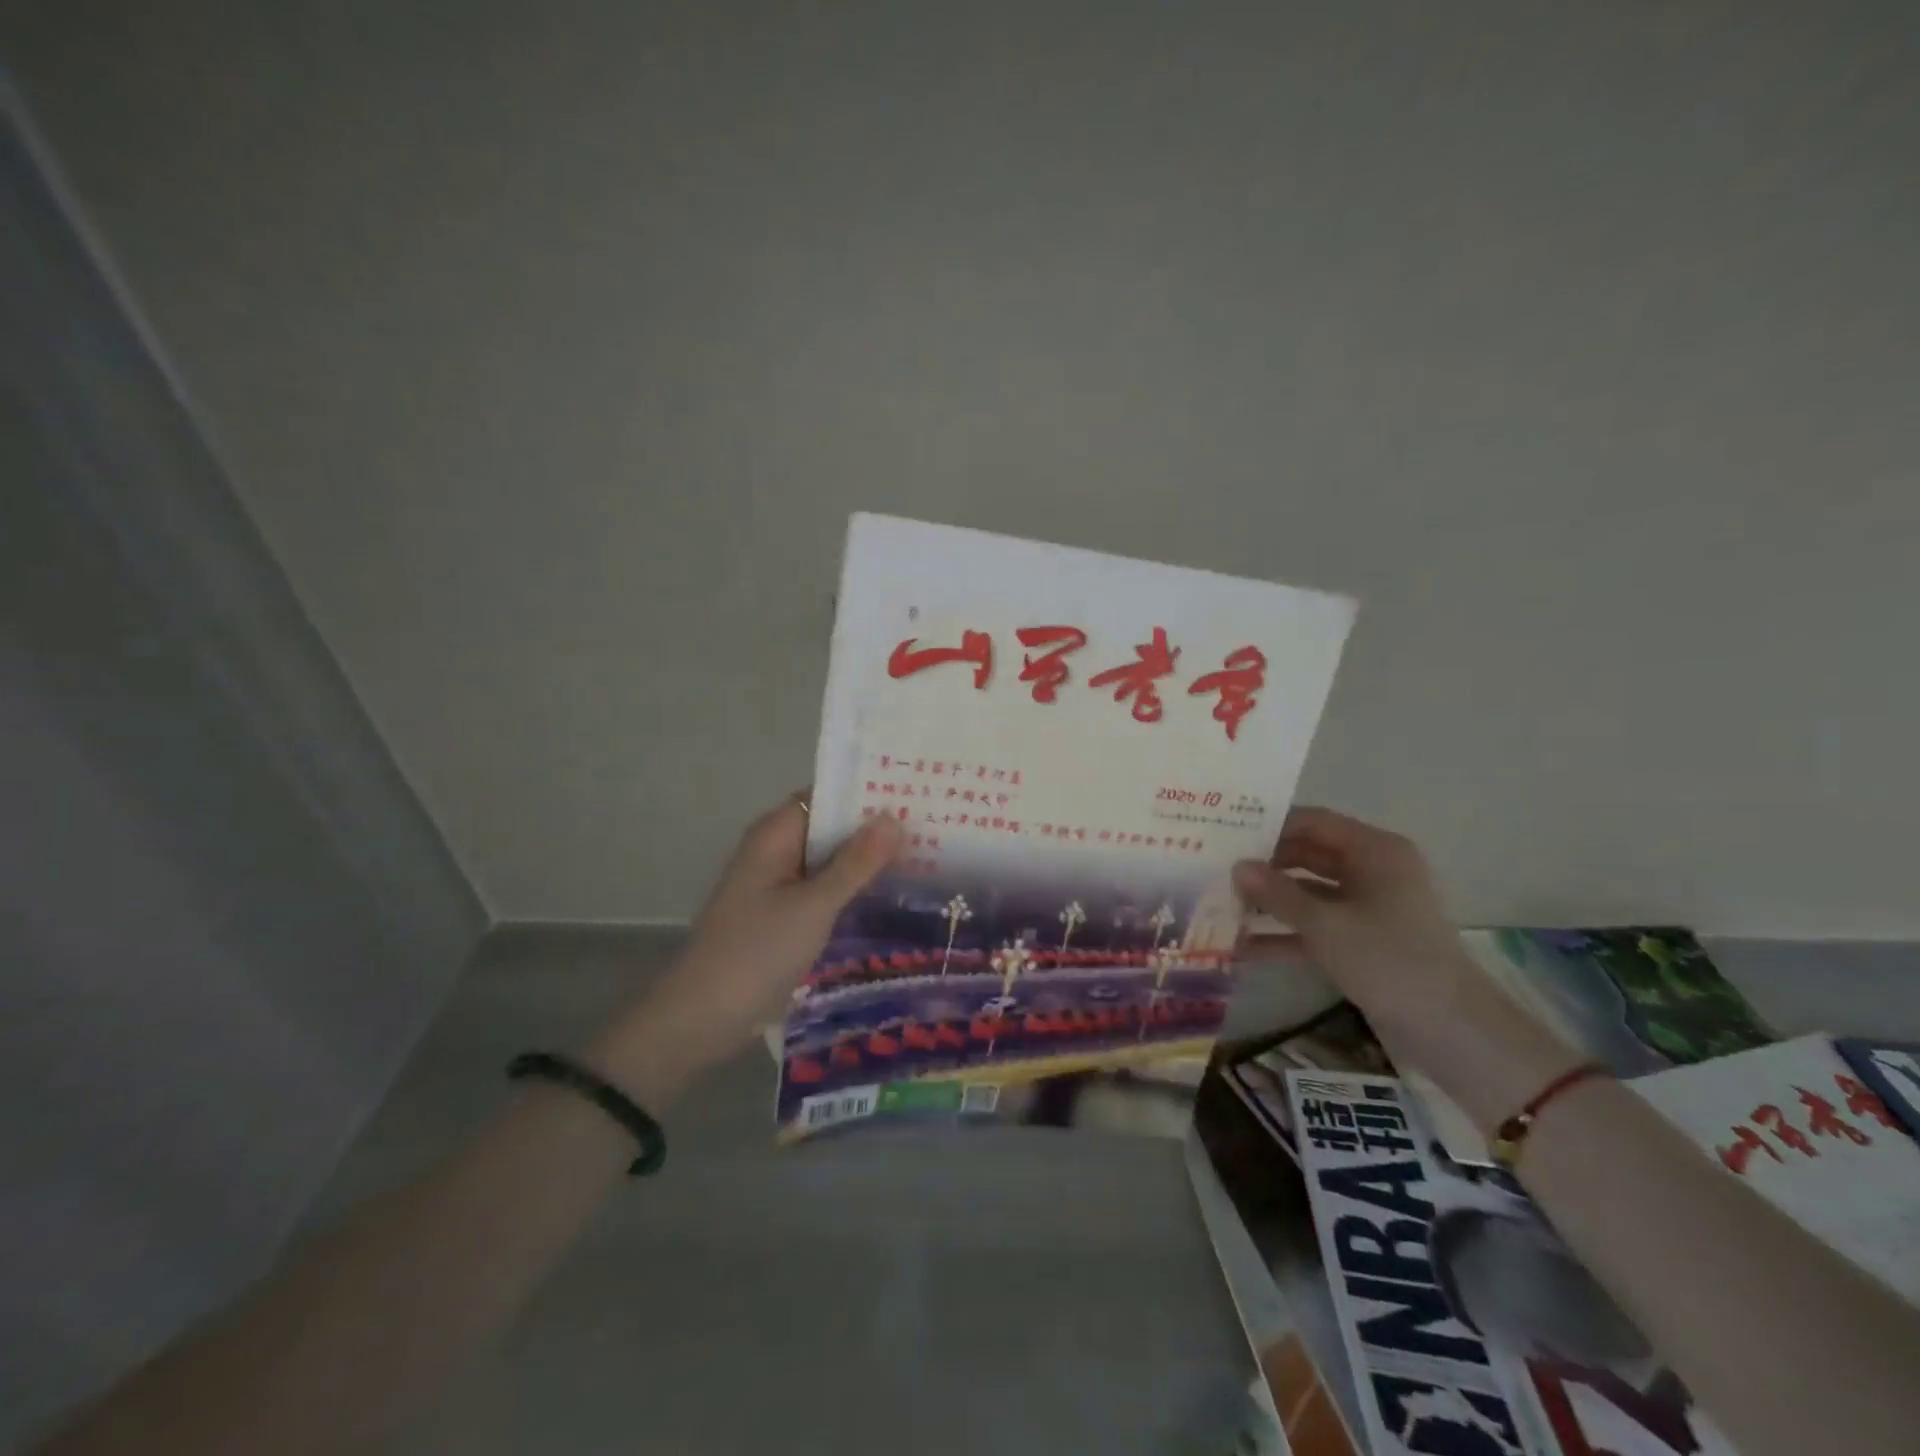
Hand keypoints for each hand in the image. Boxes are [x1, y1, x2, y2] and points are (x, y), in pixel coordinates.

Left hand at [592, 796, 901, 1102]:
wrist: (703, 1017)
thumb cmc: (757, 951)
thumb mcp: (814, 905)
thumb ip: (855, 863)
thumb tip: (893, 818)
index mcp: (775, 834)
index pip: (827, 795)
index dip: (867, 792)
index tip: (915, 791)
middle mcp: (776, 850)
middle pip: (831, 827)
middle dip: (874, 828)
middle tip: (933, 825)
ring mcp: (778, 884)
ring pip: (830, 860)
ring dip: (866, 860)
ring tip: (926, 854)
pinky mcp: (784, 914)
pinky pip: (824, 889)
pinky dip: (852, 887)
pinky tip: (891, 892)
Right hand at [1232, 807, 1474, 1031]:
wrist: (1453, 1033)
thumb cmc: (1390, 961)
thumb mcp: (1325, 925)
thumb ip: (1277, 893)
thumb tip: (1236, 866)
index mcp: (1374, 851)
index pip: (1313, 822)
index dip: (1269, 825)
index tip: (1225, 833)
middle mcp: (1371, 872)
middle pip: (1307, 856)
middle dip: (1263, 866)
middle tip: (1214, 869)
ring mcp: (1366, 909)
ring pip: (1307, 894)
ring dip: (1268, 902)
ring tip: (1218, 905)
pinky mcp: (1361, 943)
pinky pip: (1314, 928)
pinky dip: (1284, 935)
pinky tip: (1241, 947)